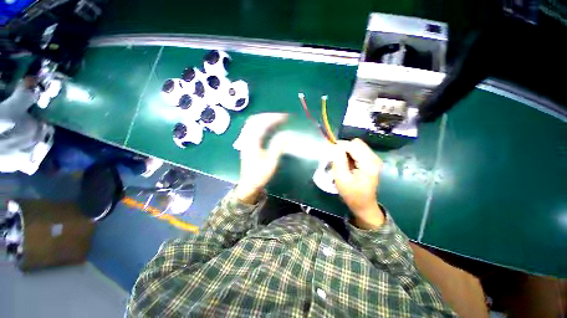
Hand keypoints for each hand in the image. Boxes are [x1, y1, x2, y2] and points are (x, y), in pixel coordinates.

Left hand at [234, 113, 287, 203]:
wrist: (248, 184)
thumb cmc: (260, 174)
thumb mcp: (271, 162)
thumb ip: (278, 146)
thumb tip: (287, 134)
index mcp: (252, 142)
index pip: (262, 123)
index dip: (274, 118)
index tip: (285, 117)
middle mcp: (246, 138)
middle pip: (255, 119)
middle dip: (269, 115)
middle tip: (281, 117)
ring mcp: (245, 140)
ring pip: (252, 123)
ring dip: (264, 118)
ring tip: (276, 119)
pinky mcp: (246, 143)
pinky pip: (252, 128)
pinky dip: (261, 124)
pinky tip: (268, 126)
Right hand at [332, 138, 384, 228]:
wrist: (363, 204)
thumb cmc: (351, 194)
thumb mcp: (341, 178)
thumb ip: (338, 160)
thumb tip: (334, 146)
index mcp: (368, 163)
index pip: (352, 145)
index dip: (339, 146)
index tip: (329, 150)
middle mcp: (374, 158)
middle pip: (356, 143)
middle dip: (343, 147)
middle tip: (334, 156)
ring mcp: (374, 159)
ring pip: (357, 146)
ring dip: (346, 150)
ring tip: (340, 161)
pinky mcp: (372, 161)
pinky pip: (359, 150)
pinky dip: (350, 153)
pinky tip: (346, 162)